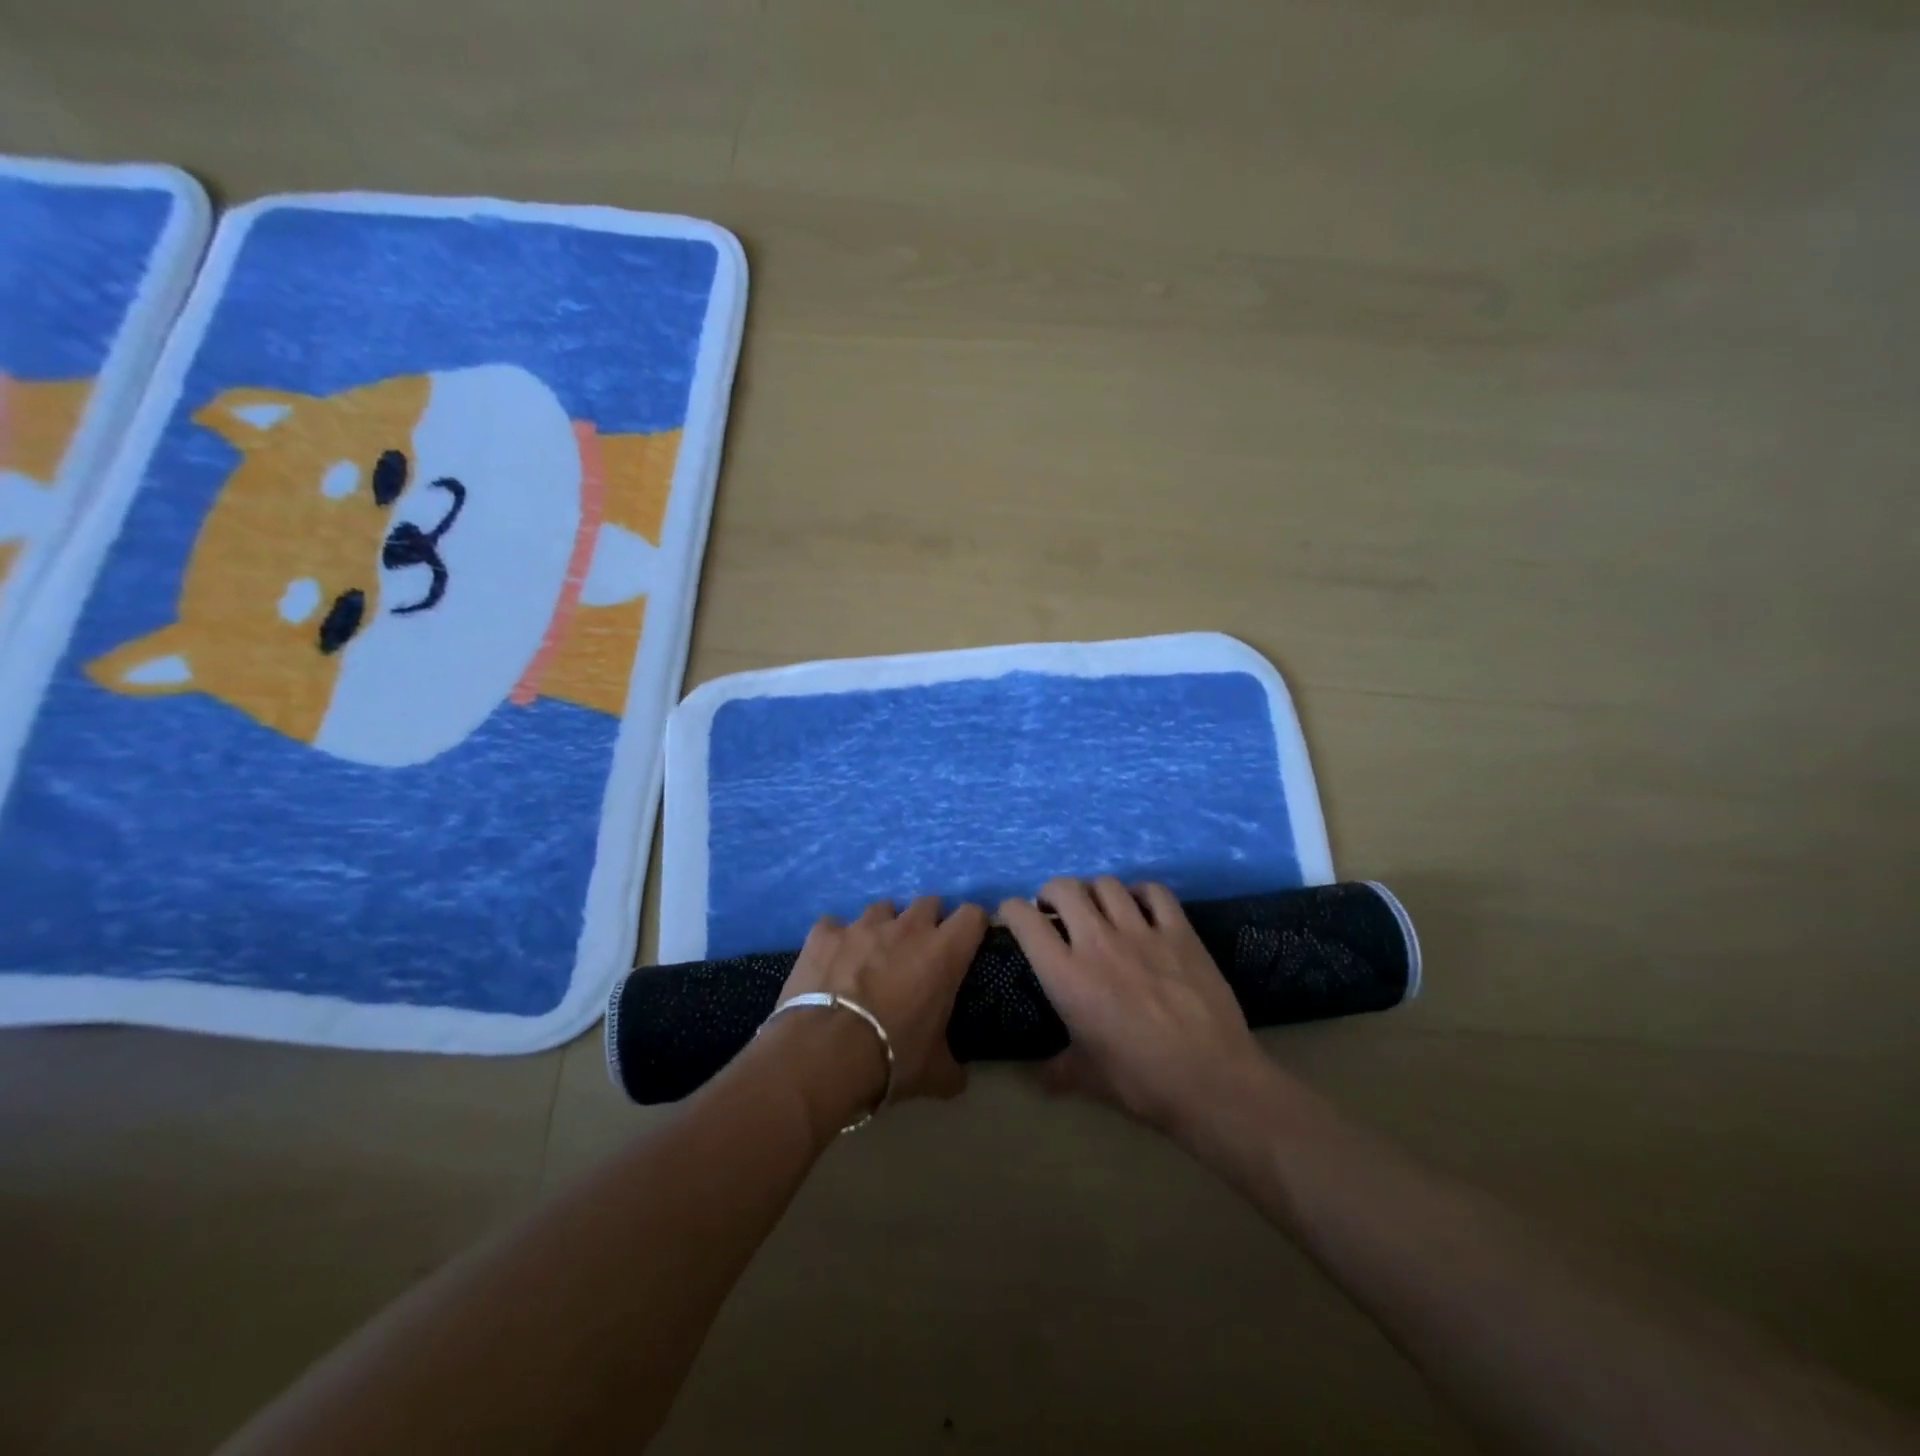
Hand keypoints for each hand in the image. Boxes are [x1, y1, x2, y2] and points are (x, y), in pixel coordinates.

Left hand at [776, 897, 988, 1110]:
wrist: (824, 1054)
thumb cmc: (892, 1057)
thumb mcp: (933, 1073)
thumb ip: (952, 1068)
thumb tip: (959, 1079)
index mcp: (943, 953)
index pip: (972, 915)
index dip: (971, 926)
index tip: (965, 944)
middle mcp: (907, 927)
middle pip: (928, 902)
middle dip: (928, 921)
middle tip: (919, 952)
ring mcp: (862, 926)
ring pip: (882, 909)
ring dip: (883, 927)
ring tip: (872, 956)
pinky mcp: (824, 934)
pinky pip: (833, 926)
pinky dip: (835, 941)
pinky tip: (830, 962)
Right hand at [1000, 877, 1269, 1135]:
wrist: (1211, 1081)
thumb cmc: (1141, 1082)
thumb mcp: (1086, 1079)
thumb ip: (1057, 1069)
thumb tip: (1039, 1076)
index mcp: (1066, 975)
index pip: (1025, 920)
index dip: (1011, 911)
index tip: (1013, 917)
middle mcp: (1098, 942)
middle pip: (1064, 888)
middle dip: (1051, 893)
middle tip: (1055, 911)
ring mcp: (1142, 932)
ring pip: (1107, 884)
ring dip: (1094, 891)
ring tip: (1098, 908)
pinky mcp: (1180, 932)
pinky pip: (1155, 892)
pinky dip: (1141, 892)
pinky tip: (1141, 906)